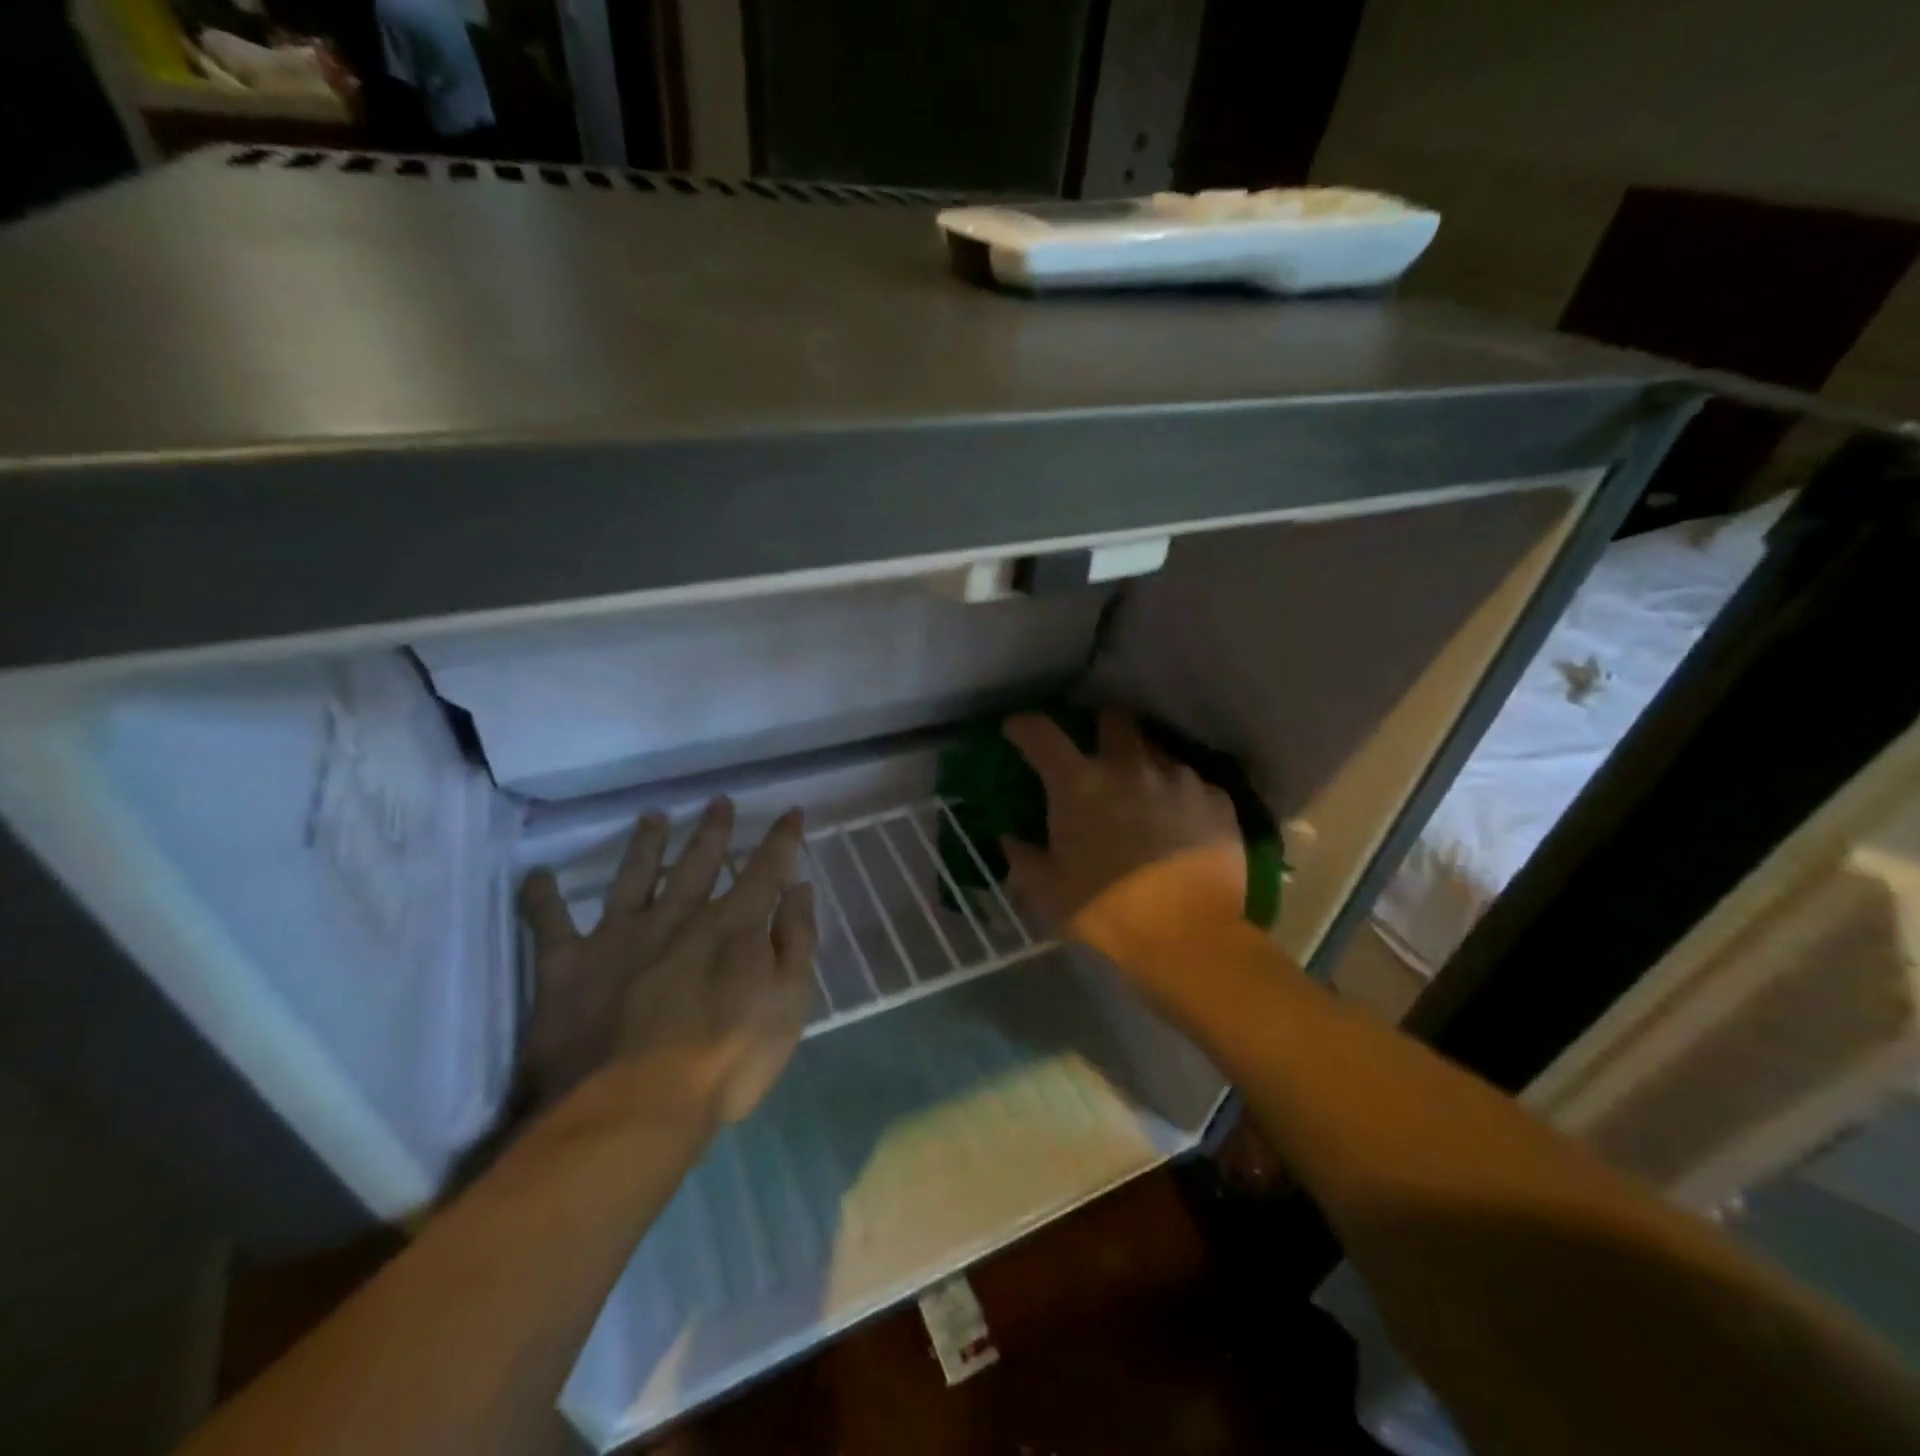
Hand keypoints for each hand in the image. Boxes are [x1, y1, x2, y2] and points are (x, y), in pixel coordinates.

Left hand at [517, 798, 816, 1124]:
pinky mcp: (567, 966)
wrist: (631, 1110)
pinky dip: (541, 899)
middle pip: (698, 863)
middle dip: (712, 832)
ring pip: (634, 877)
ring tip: (651, 817)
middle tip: (718, 802)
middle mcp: (676, 918)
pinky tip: (536, 876)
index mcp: (731, 927)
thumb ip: (795, 942)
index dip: (781, 839)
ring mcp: (619, 937)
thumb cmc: (725, 1063)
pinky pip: (549, 924)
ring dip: (645, 846)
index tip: (791, 811)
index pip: (765, 870)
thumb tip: (799, 889)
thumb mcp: (787, 1005)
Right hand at [1001, 712, 1244, 965]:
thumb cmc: (1108, 911)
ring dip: (1143, 764)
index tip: (1017, 730)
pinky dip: (1180, 795)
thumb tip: (1011, 840)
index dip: (1024, 726)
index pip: (1041, 734)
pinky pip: (1193, 783)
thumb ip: (1024, 860)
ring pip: (1156, 750)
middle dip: (1100, 728)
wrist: (1191, 938)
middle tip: (1096, 752)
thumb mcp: (1049, 892)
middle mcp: (1130, 767)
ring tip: (1143, 792)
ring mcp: (1179, 779)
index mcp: (1080, 784)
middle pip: (1113, 720)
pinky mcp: (1217, 800)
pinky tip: (1181, 820)